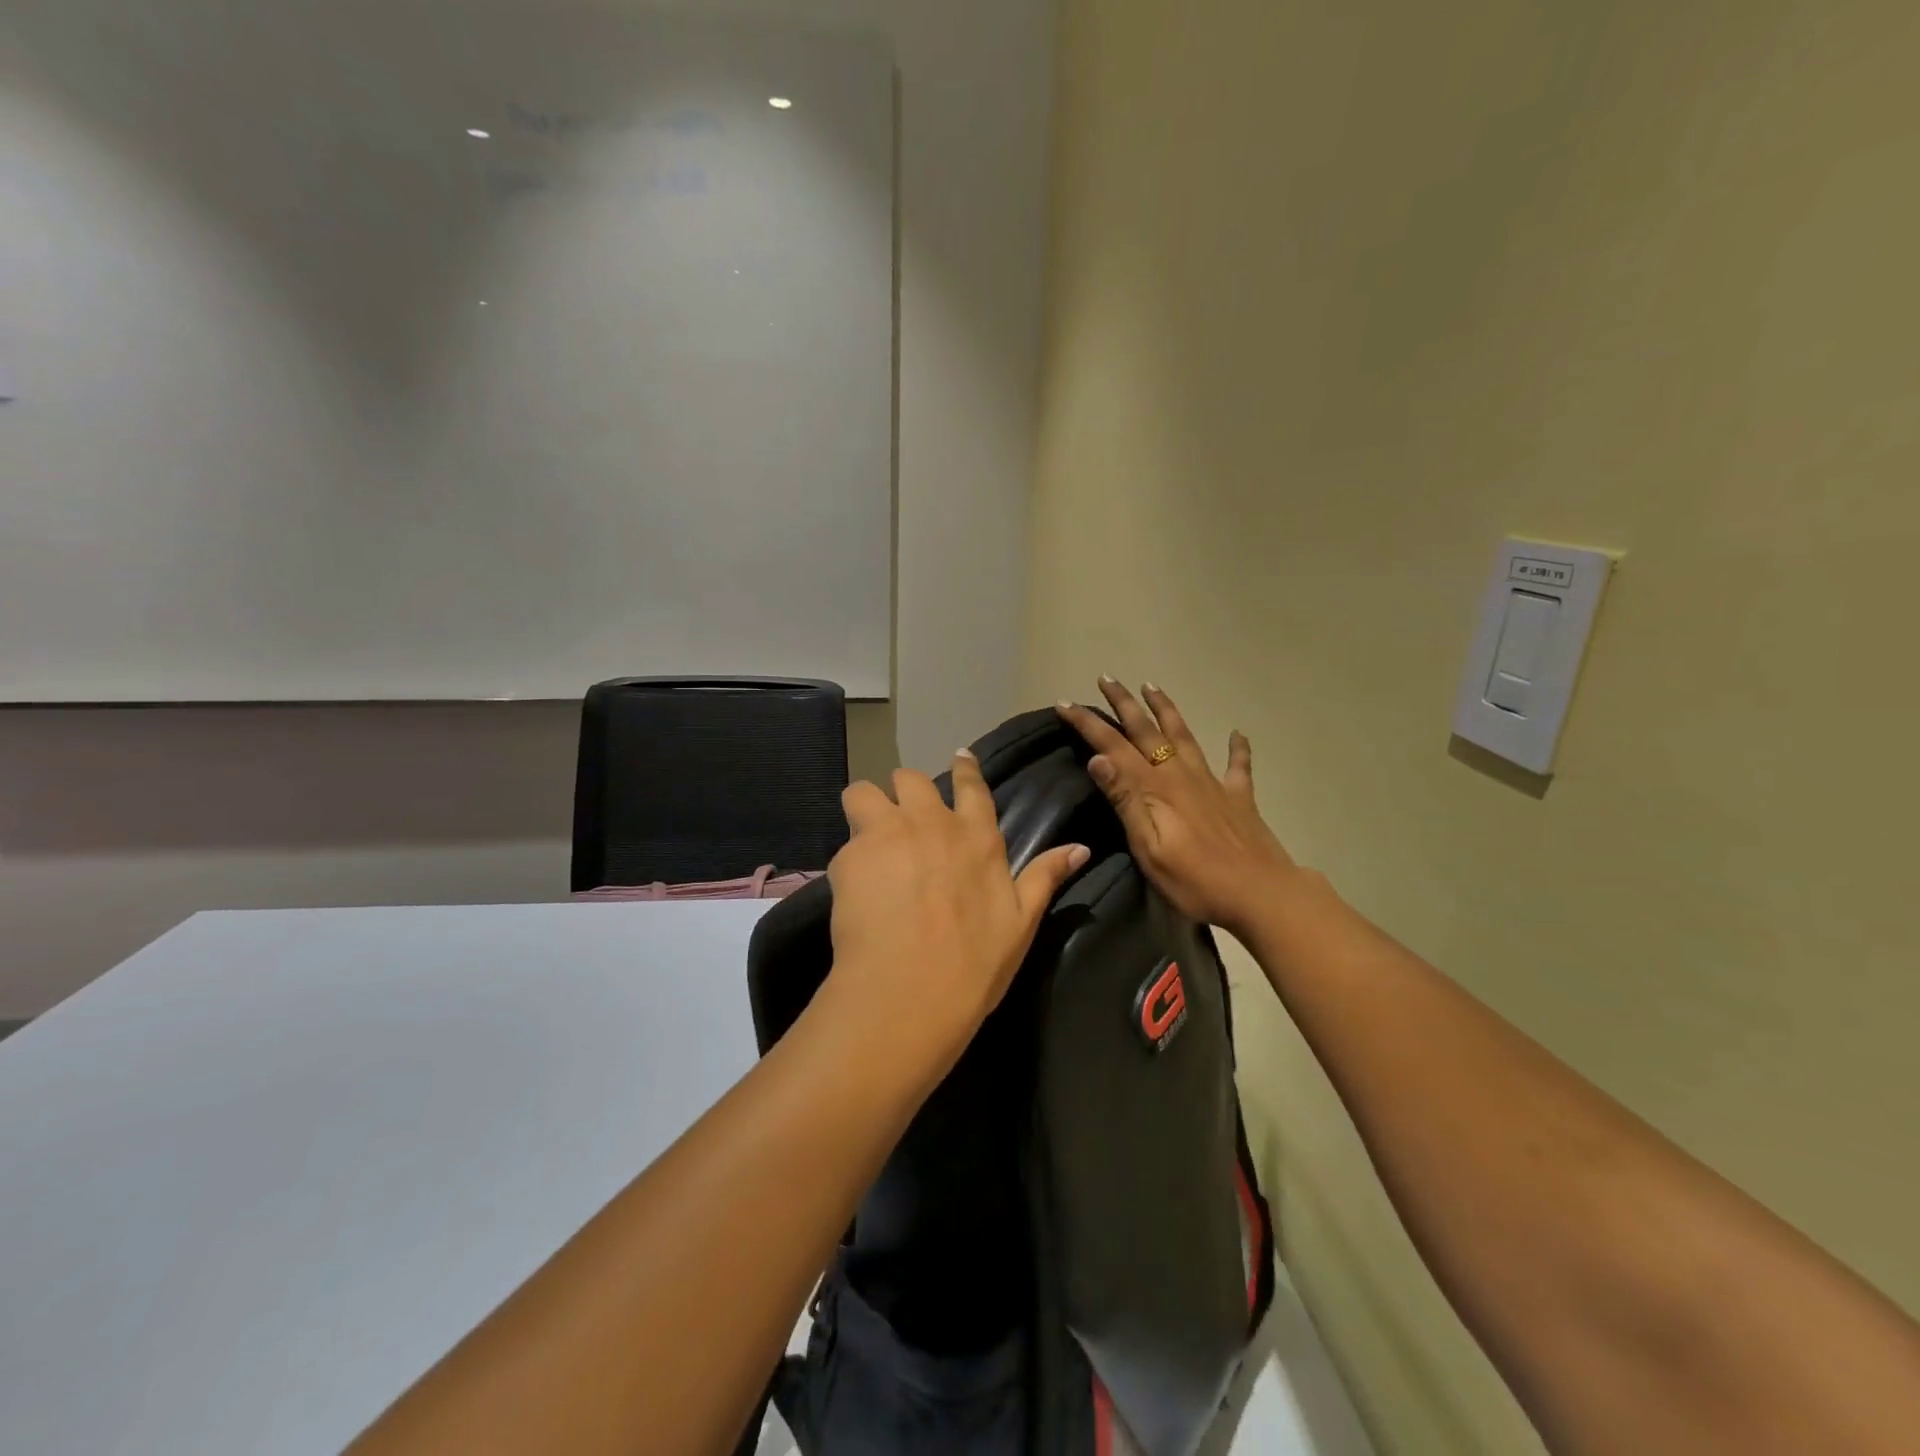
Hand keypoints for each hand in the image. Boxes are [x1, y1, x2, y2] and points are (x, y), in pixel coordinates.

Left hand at [824, 751, 1089, 1066]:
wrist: (909, 993)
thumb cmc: (973, 965)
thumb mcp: (1021, 924)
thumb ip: (1045, 877)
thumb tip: (1080, 847)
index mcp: (977, 837)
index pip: (971, 785)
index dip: (964, 769)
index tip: (958, 758)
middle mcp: (932, 823)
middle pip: (910, 779)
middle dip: (905, 793)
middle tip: (902, 824)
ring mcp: (888, 833)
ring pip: (864, 792)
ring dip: (865, 808)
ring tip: (867, 841)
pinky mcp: (850, 854)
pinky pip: (844, 842)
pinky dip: (849, 861)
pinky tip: (854, 893)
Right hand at [1057, 680, 1296, 940]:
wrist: (1262, 894)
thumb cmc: (1196, 881)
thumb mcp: (1148, 848)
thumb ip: (1125, 801)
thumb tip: (1098, 758)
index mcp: (1155, 789)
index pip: (1113, 747)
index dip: (1088, 724)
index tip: (1065, 702)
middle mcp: (1181, 776)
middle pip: (1147, 731)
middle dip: (1124, 703)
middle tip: (1107, 678)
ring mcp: (1213, 783)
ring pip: (1185, 736)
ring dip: (1166, 709)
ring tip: (1152, 686)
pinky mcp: (1239, 798)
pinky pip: (1238, 765)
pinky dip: (1237, 747)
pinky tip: (1237, 733)